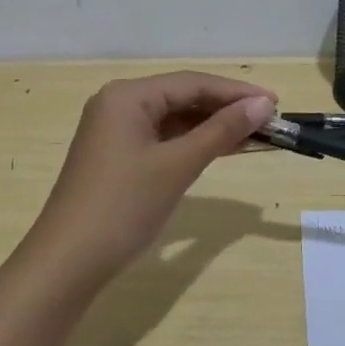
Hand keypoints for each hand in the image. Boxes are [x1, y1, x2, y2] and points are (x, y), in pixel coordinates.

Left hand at [25, 72, 276, 282]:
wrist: (68, 262)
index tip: (275, 103)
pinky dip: (194, 145)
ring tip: (256, 136)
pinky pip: (164, 140)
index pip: (192, 83)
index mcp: (127, 96)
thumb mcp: (178, 165)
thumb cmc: (124, 206)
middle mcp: (119, 105)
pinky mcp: (118, 157)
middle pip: (183, 97)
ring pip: (175, 120)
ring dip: (213, 128)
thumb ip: (221, 131)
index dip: (236, 92)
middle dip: (227, 109)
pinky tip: (223, 150)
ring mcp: (116, 132)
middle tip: (270, 122)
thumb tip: (263, 104)